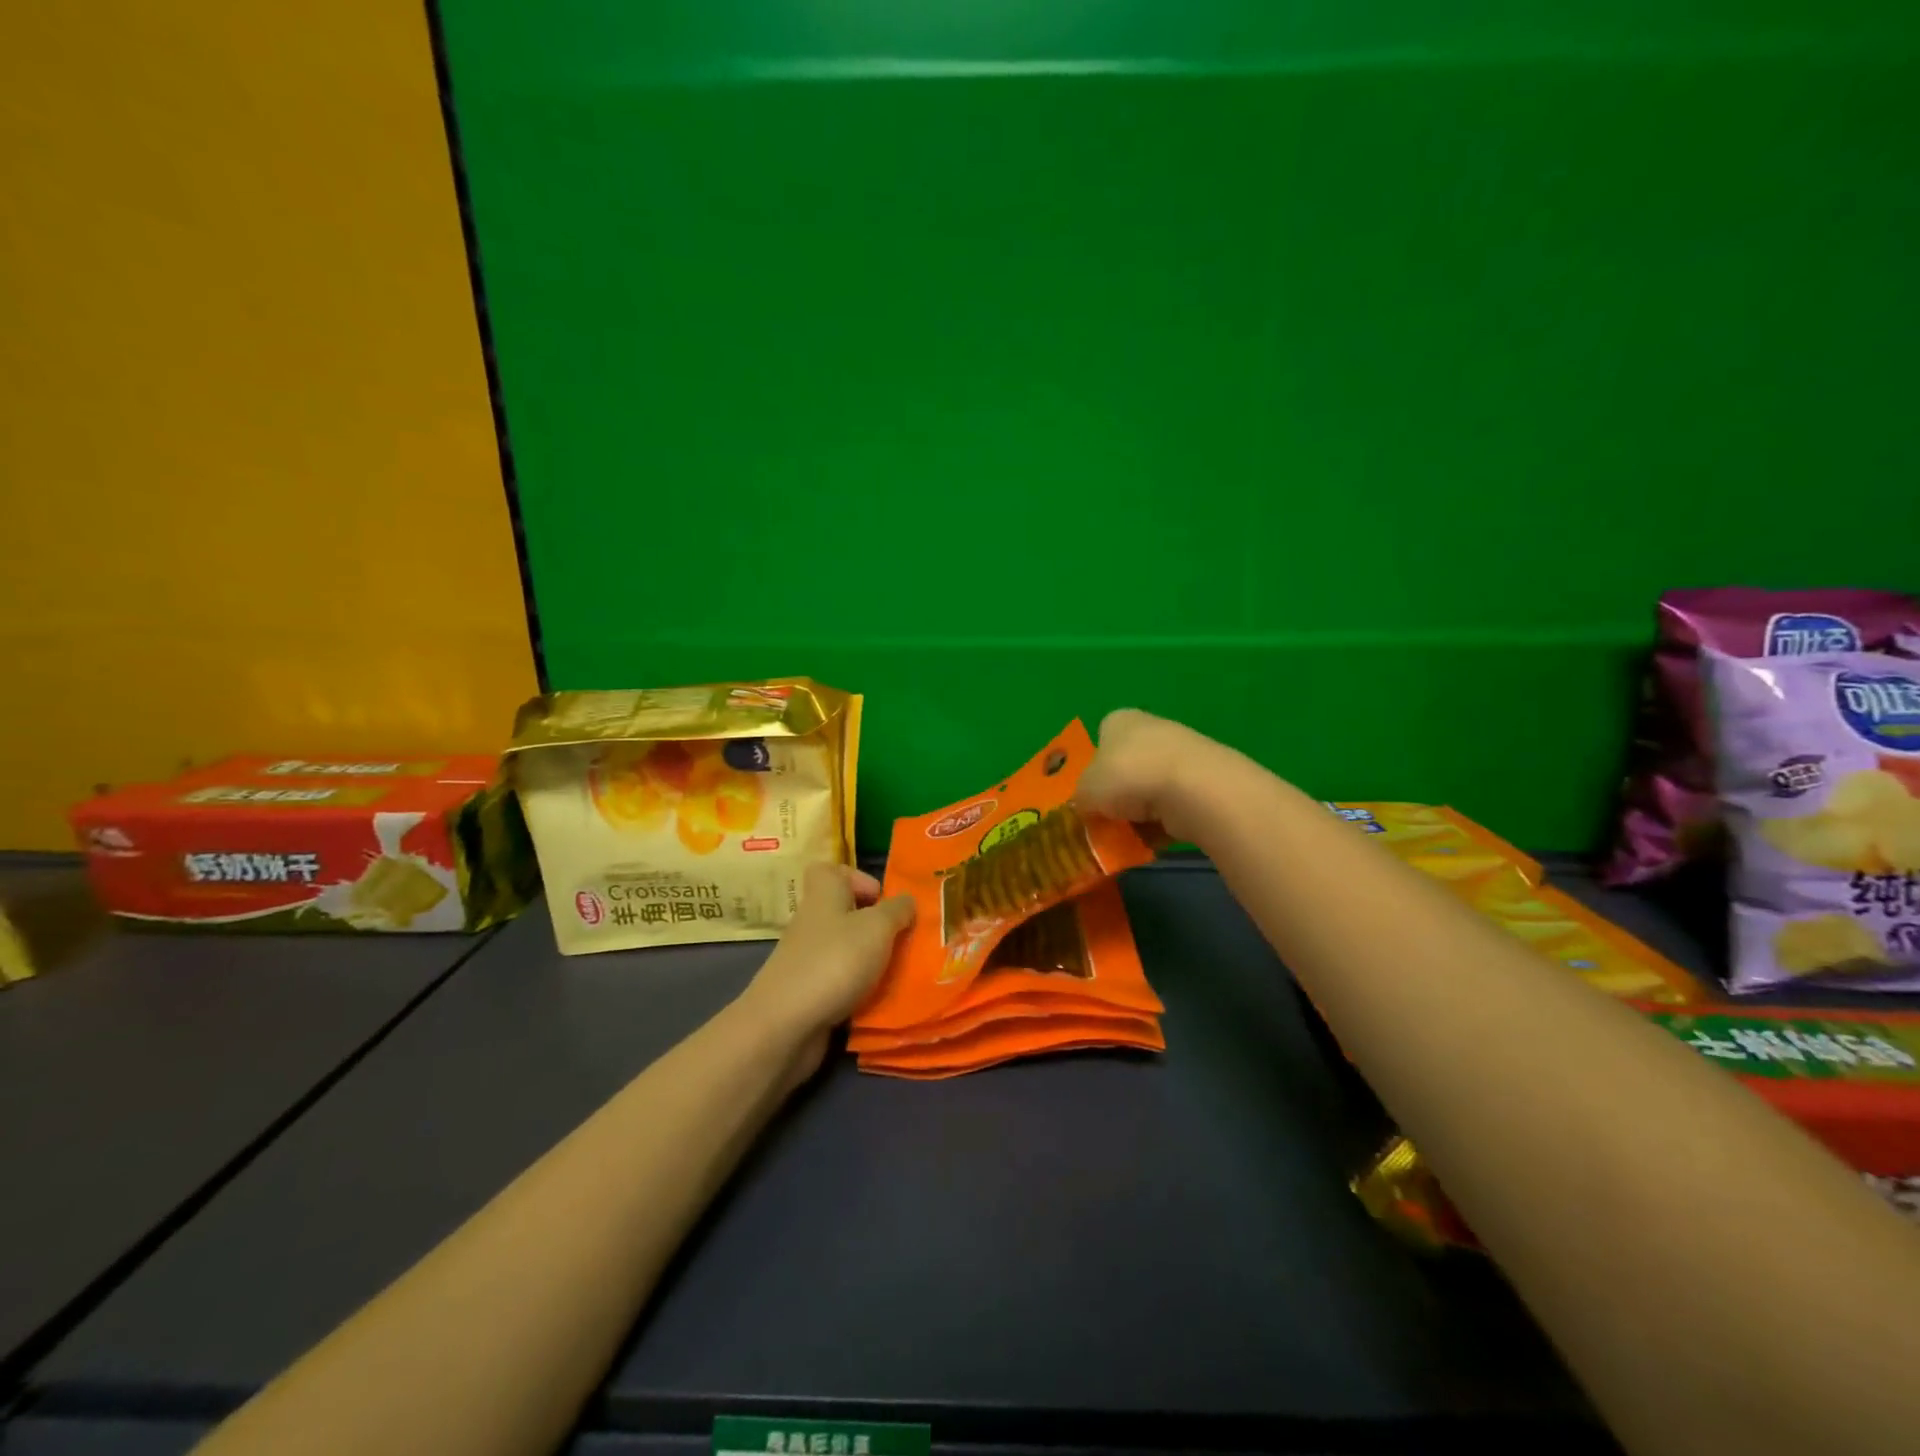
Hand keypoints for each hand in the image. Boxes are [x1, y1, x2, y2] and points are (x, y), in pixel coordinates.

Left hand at [738, 863, 914, 1080]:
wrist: (786, 1025)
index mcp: (824, 895)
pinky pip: (840, 981)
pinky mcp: (808, 992)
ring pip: (845, 948)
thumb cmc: (835, 961)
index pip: (831, 870)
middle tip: (901, 939)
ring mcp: (807, 959)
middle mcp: (812, 922)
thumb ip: (897, 910)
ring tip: (898, 972)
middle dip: (875, 925)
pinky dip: (859, 989)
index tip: (882, 899)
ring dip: (871, 959)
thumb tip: (906, 901)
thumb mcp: (878, 927)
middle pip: (843, 911)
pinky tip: (878, 1000)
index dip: (858, 878)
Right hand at [1075, 708, 1216, 844]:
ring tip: (1127, 836)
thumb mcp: (1085, 790)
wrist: (1193, 790)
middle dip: (1116, 794)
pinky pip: (1172, 807)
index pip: (1101, 738)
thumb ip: (1080, 798)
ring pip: (1149, 789)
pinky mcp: (1203, 782)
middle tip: (1104, 820)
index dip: (1092, 767)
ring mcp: (1181, 755)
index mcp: (1119, 721)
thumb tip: (1085, 807)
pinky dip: (1161, 824)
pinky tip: (1152, 841)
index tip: (1089, 794)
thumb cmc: (1127, 777)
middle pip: (1125, 766)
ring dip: (1138, 813)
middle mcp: (1151, 730)